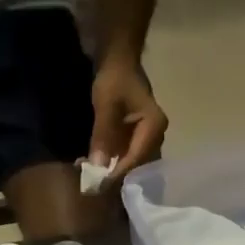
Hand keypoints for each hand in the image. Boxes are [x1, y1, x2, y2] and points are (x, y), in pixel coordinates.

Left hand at [89, 56, 167, 184]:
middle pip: (134, 164)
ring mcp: (146, 139)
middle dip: (112, 174)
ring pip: (128, 162)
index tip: (97, 184)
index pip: (136, 158)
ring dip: (110, 169)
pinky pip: (124, 156)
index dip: (117, 172)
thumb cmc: (115, 77)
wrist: (118, 60)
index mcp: (154, 127)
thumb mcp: (106, 105)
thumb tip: (98, 166)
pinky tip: (93, 164)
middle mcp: (156, 137)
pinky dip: (110, 161)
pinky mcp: (136, 139)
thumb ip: (103, 135)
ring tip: (89, 175)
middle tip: (91, 184)